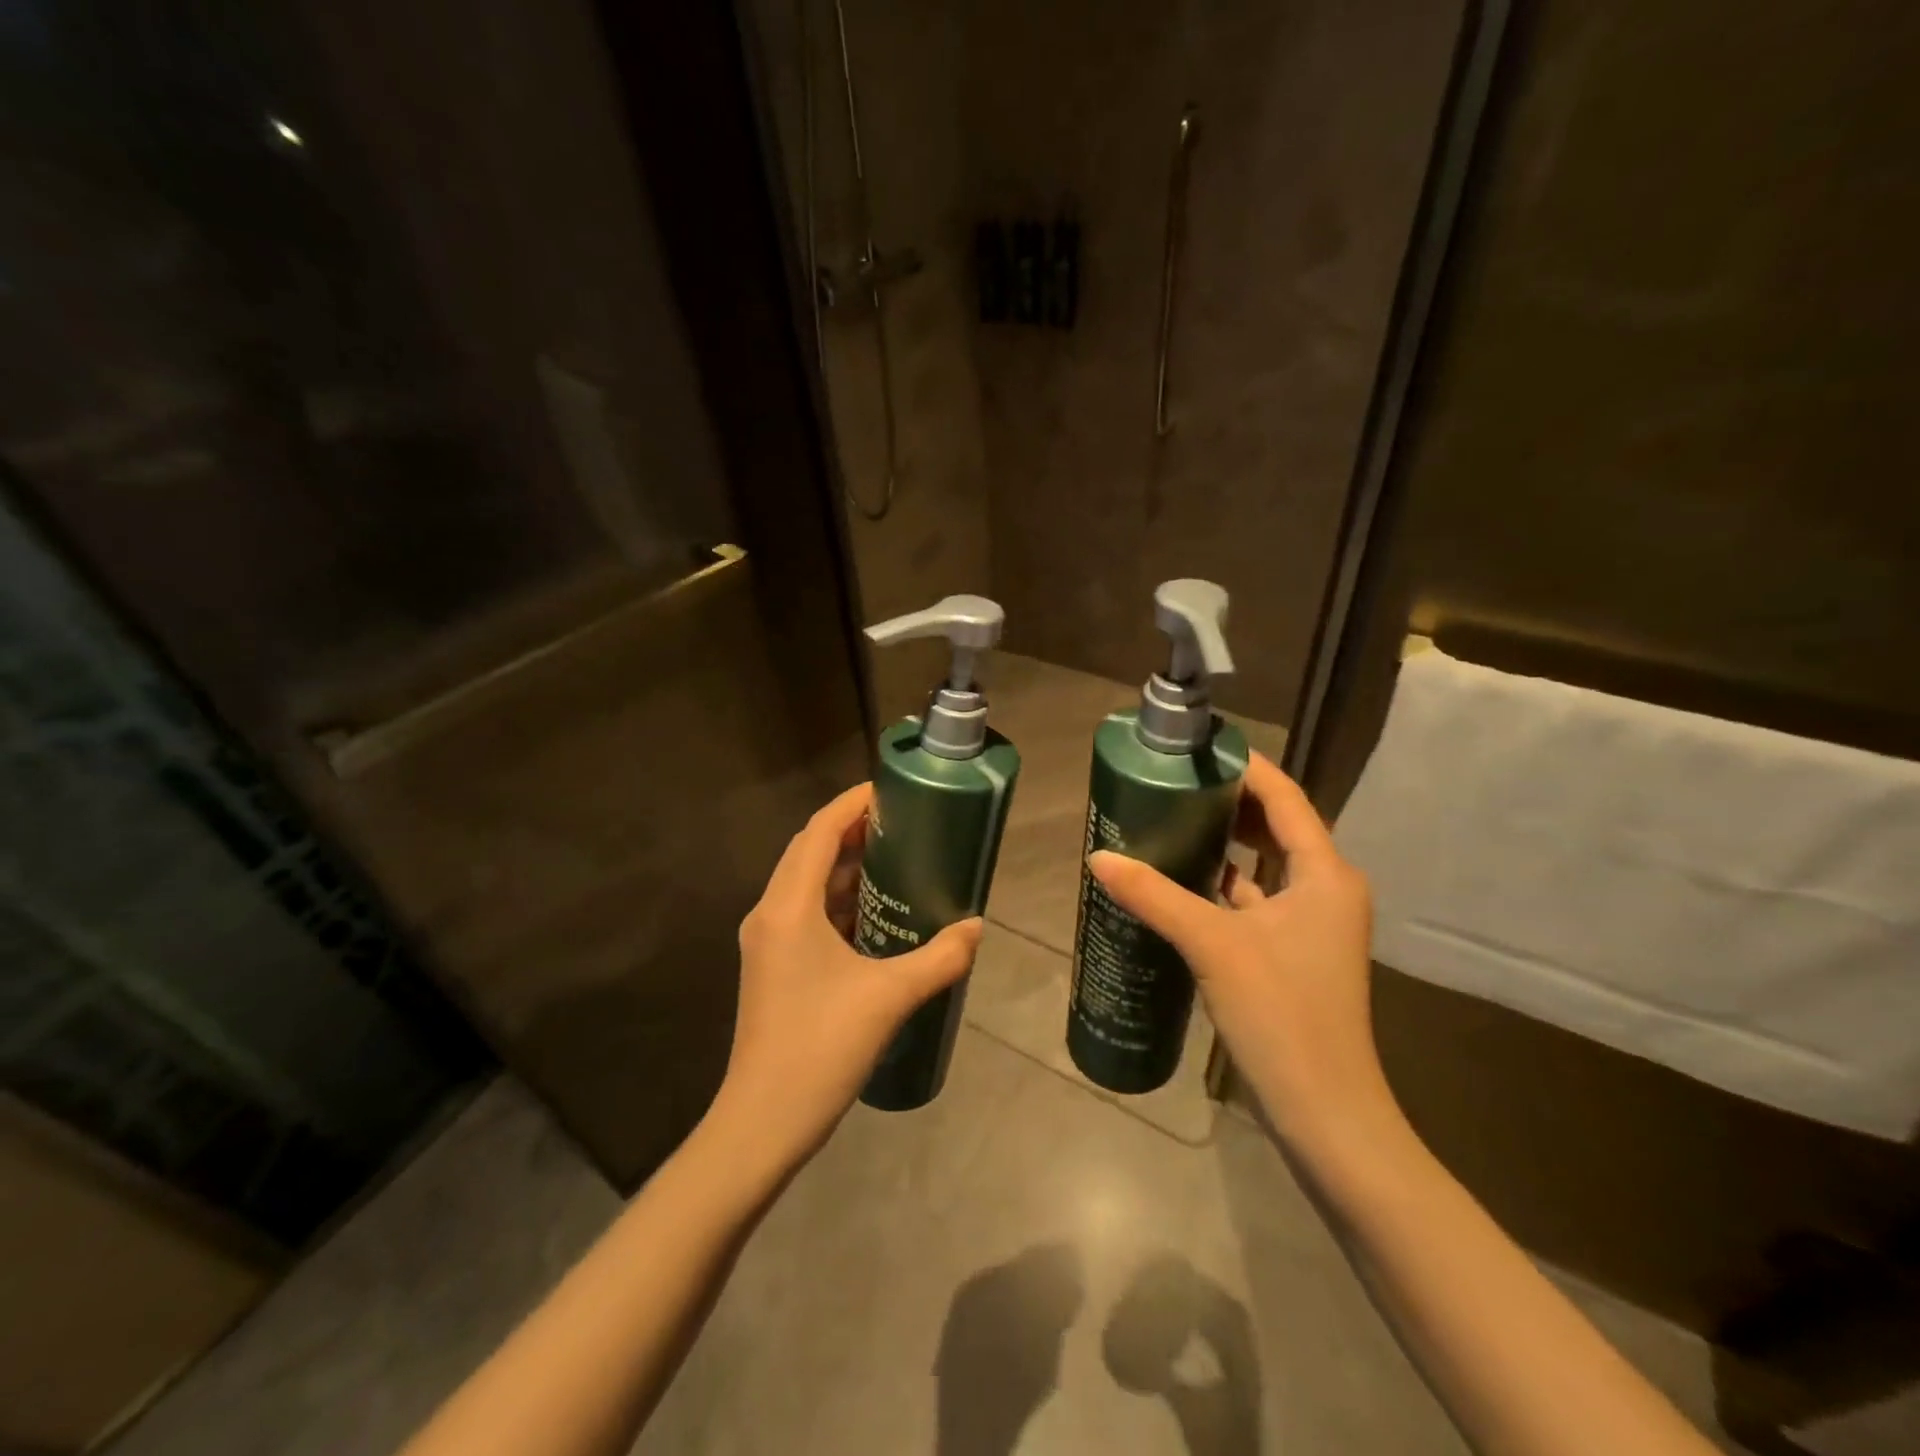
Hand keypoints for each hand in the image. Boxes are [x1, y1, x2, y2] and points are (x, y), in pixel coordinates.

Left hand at [711, 782, 982, 1172]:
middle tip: (902, 824)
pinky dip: (838, 899)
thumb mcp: (890, 997)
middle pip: (809, 850)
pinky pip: (805, 912)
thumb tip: (976, 927)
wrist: (762, 1122)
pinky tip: (875, 913)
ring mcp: (767, 941)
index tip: (891, 791)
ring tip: (895, 860)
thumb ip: (939, 957)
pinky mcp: (772, 965)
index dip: (852, 804)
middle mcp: (770, 913)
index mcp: (789, 907)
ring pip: (805, 882)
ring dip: (845, 866)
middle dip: (852, 830)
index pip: (819, 831)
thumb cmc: (821, 1048)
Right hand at [1089, 753, 1394, 1157]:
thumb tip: (1098, 856)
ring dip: (1223, 844)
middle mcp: (1325, 890)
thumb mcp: (1212, 945)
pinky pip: (1254, 902)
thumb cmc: (1282, 1014)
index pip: (1284, 797)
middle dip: (1228, 802)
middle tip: (1173, 783)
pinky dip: (1222, 886)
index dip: (1245, 766)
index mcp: (1324, 874)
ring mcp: (1310, 925)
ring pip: (1263, 866)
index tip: (1198, 748)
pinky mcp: (1291, 955)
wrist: (1325, 1114)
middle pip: (1275, 827)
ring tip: (1169, 822)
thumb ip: (1154, 895)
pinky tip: (1179, 884)